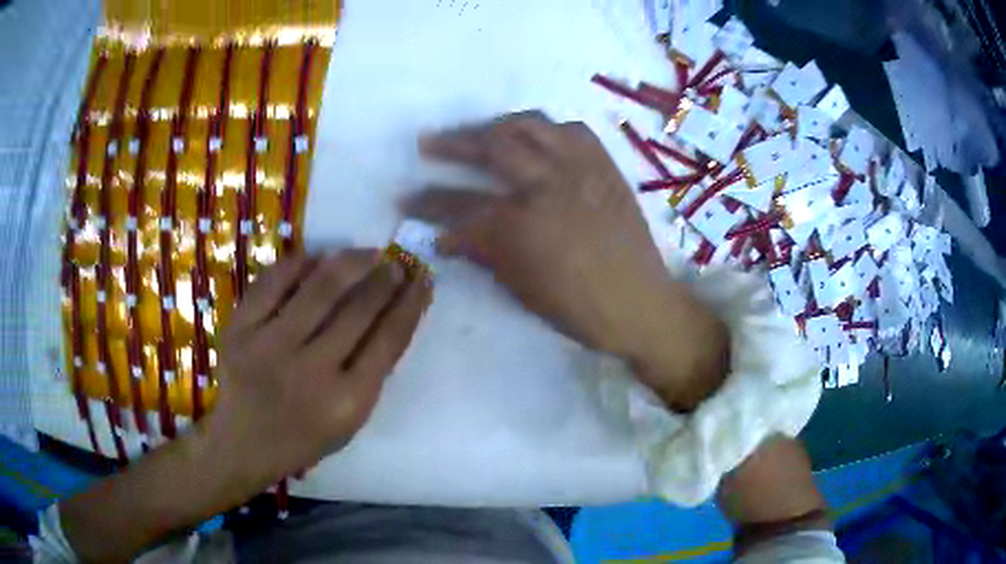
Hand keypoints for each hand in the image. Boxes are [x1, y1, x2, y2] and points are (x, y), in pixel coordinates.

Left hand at [206, 251, 431, 484]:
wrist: (242, 443)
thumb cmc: (303, 438)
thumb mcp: (351, 420)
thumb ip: (371, 373)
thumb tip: (391, 314)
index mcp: (347, 401)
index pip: (389, 340)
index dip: (410, 304)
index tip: (422, 280)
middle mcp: (310, 371)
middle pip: (359, 310)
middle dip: (385, 278)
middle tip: (395, 262)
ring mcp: (270, 346)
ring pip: (320, 288)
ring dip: (351, 262)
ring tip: (366, 254)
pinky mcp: (240, 329)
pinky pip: (274, 281)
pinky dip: (300, 264)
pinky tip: (317, 258)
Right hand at [404, 112, 726, 410]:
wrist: (642, 304)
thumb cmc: (579, 309)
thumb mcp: (522, 288)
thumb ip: (482, 252)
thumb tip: (446, 235)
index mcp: (522, 225)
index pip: (459, 206)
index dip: (427, 203)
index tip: (405, 199)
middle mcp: (548, 184)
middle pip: (492, 147)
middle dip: (453, 143)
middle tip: (428, 143)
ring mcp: (580, 169)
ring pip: (530, 126)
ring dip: (496, 125)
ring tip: (478, 132)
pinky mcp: (604, 166)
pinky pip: (573, 130)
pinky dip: (546, 128)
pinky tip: (535, 137)